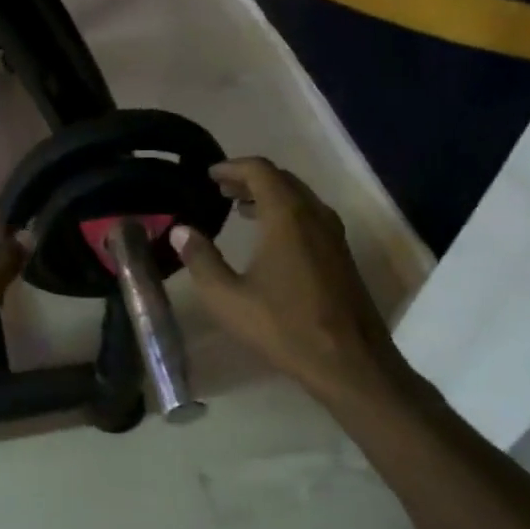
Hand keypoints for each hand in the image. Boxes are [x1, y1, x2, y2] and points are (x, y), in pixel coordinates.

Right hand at [170, 158, 410, 404]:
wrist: (349, 361)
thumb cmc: (284, 327)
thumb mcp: (228, 298)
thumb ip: (201, 260)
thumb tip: (180, 231)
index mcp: (287, 216)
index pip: (260, 170)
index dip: (232, 167)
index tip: (209, 174)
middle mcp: (315, 215)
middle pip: (282, 179)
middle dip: (249, 179)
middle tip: (220, 189)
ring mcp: (333, 235)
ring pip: (299, 197)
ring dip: (269, 195)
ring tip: (238, 209)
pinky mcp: (341, 254)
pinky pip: (310, 216)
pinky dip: (285, 212)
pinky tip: (269, 238)